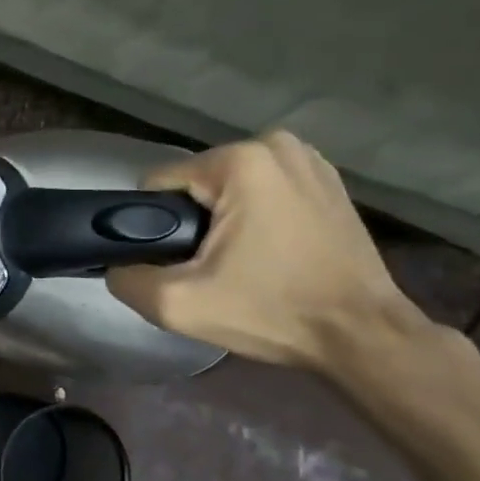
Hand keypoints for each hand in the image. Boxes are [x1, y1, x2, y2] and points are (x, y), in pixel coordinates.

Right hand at [105, 131, 428, 372]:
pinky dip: (258, 213)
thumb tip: (115, 264)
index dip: (156, 225)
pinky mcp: (329, 179)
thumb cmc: (273, 311)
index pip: (160, 184)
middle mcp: (274, 144)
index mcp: (238, 161)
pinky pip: (265, 189)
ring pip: (230, 185)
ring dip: (224, 216)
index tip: (180, 261)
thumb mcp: (179, 304)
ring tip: (242, 260)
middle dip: (193, 220)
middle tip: (212, 268)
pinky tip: (270, 248)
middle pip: (196, 183)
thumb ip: (127, 278)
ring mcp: (308, 158)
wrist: (364, 336)